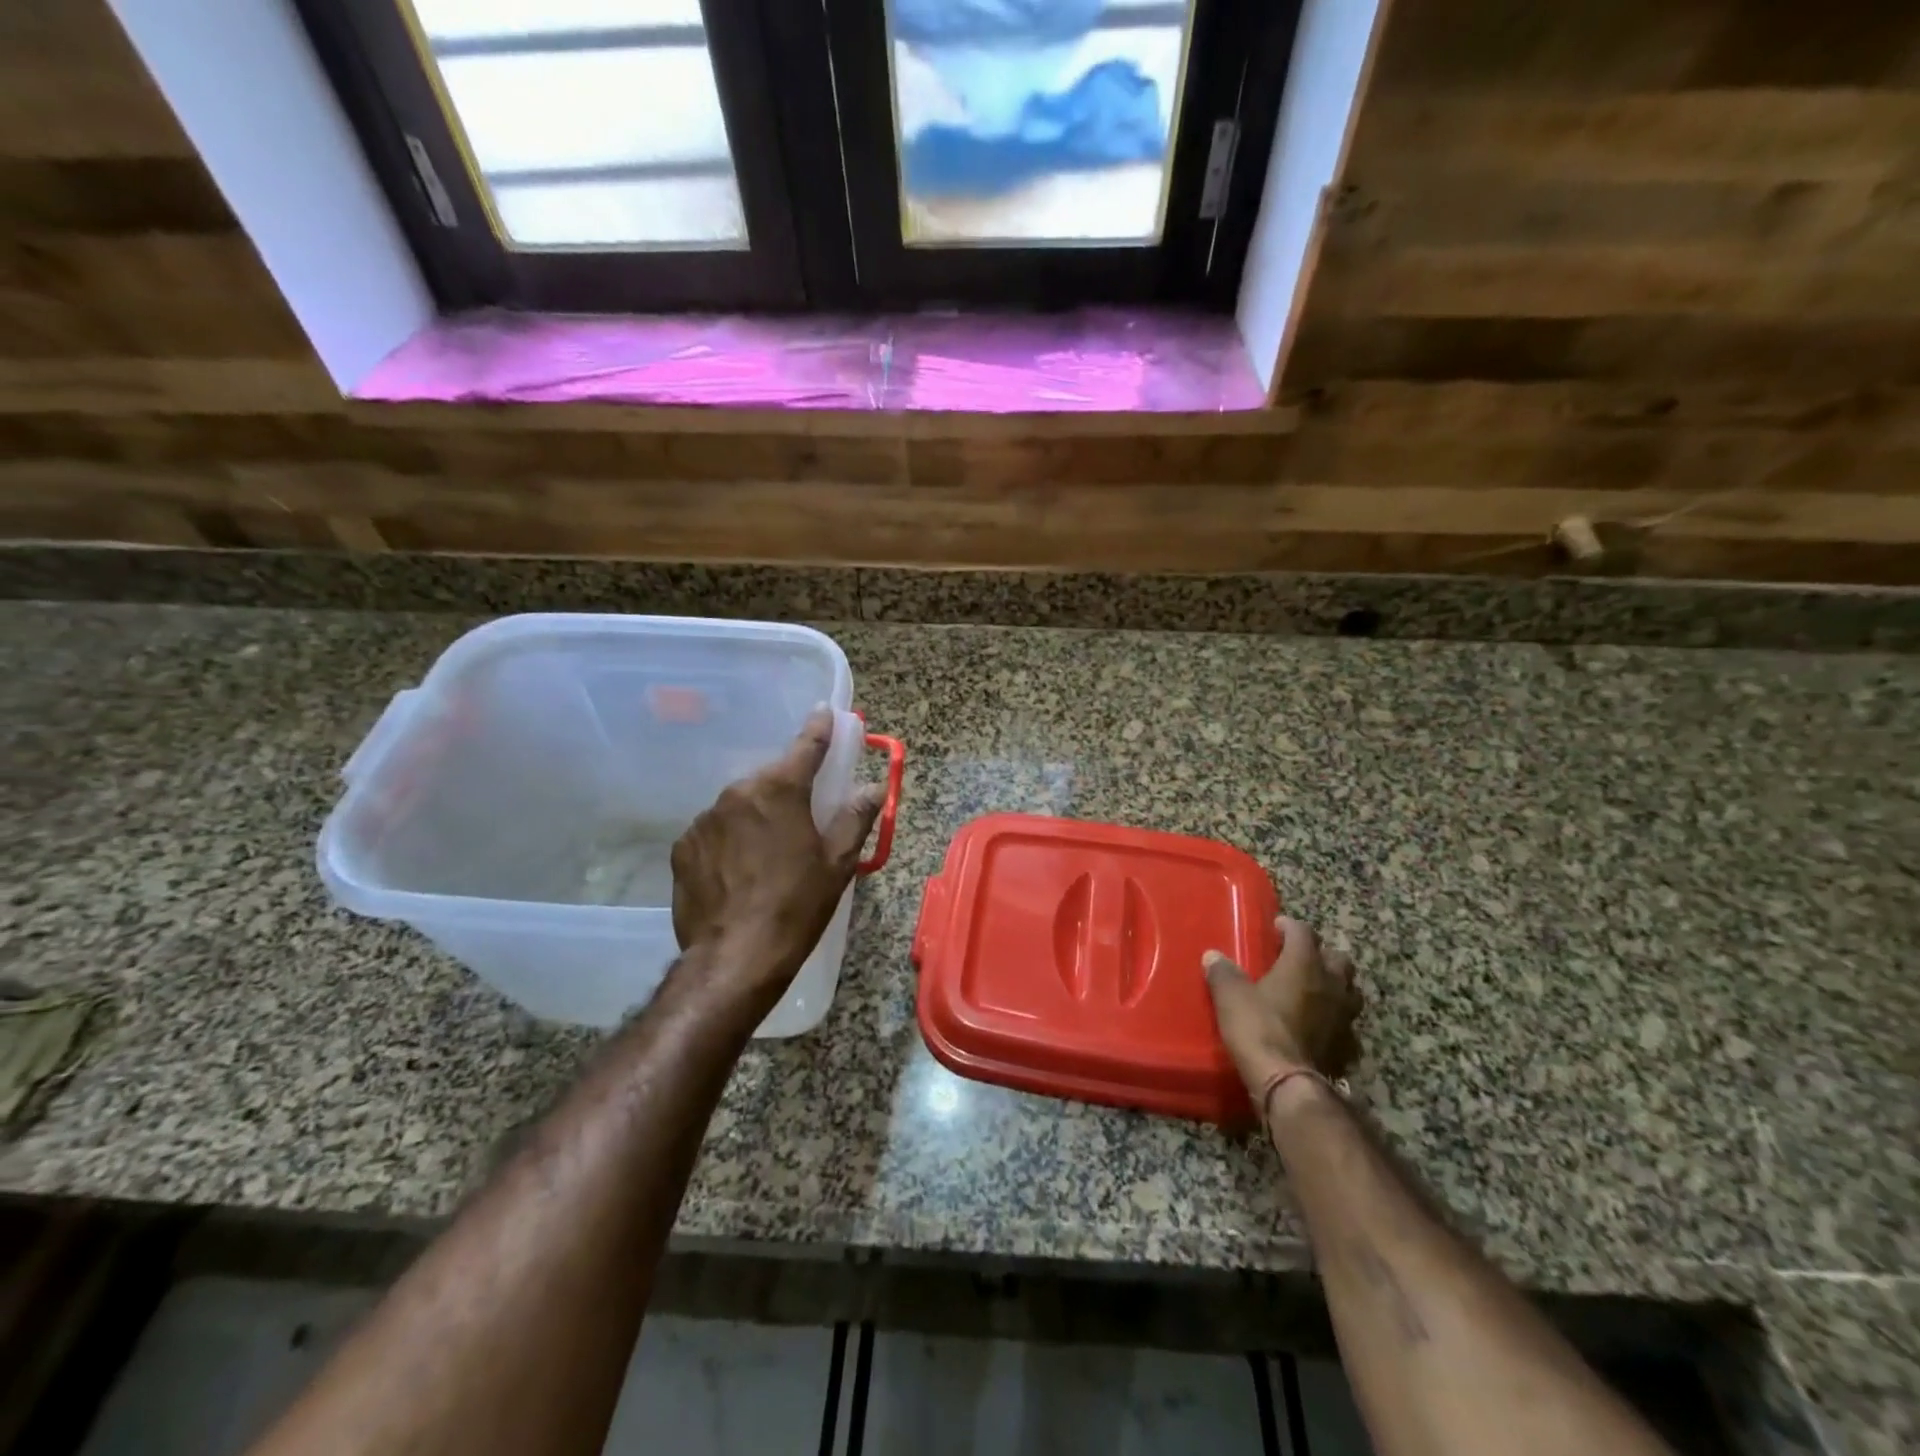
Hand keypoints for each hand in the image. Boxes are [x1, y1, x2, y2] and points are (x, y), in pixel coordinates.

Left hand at [671, 709, 884, 1012]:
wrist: (734, 958)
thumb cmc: (797, 907)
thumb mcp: (837, 864)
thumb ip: (855, 817)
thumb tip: (873, 787)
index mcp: (779, 790)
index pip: (805, 746)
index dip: (819, 728)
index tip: (824, 711)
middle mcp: (737, 793)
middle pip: (770, 778)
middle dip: (787, 787)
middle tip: (803, 816)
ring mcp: (705, 819)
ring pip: (740, 804)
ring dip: (756, 815)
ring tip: (768, 853)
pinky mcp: (683, 847)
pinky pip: (715, 830)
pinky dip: (730, 838)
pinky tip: (739, 870)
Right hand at [1204, 917, 1362, 1092]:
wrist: (1287, 1082)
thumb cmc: (1258, 1027)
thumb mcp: (1230, 996)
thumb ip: (1223, 973)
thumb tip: (1213, 956)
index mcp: (1304, 965)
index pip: (1303, 932)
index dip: (1290, 926)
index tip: (1277, 927)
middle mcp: (1331, 985)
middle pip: (1338, 958)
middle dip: (1321, 954)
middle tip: (1300, 959)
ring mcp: (1344, 1017)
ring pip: (1349, 991)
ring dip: (1335, 986)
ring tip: (1314, 991)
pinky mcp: (1347, 1046)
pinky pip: (1346, 1025)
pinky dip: (1335, 1021)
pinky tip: (1320, 1027)